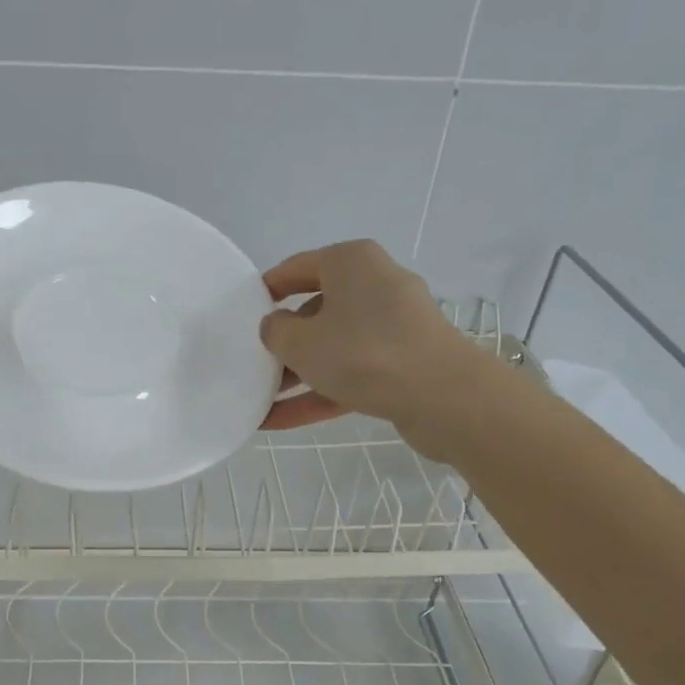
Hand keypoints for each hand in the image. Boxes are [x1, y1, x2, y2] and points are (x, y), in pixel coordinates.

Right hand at [259, 240, 479, 442]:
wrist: (442, 396)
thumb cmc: (363, 353)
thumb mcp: (301, 342)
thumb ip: (276, 331)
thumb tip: (276, 326)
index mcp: (352, 262)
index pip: (298, 267)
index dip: (267, 289)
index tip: (243, 311)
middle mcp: (375, 286)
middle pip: (317, 310)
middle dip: (284, 341)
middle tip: (252, 362)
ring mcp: (392, 328)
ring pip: (333, 348)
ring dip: (297, 374)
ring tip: (259, 400)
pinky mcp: (402, 365)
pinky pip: (350, 375)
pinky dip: (318, 394)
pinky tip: (280, 421)